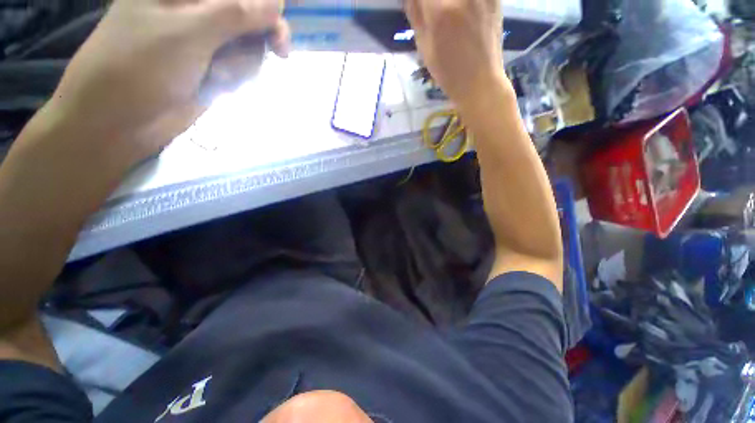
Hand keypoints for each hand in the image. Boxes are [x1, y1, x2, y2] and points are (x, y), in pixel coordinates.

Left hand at [49, 0, 289, 164]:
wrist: (120, 120)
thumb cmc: (139, 66)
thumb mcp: (188, 32)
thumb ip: (235, 14)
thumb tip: (277, 4)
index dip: (265, 6)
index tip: (281, 28)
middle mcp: (196, 10)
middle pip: (249, 16)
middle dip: (262, 35)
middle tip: (281, 52)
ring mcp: (204, 41)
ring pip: (249, 46)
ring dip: (243, 64)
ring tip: (216, 76)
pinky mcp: (210, 67)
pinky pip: (241, 67)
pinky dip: (236, 77)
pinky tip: (217, 84)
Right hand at [406, 0, 506, 108]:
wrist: (480, 82)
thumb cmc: (448, 72)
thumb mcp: (424, 48)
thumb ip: (416, 15)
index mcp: (440, 11)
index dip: (419, 0)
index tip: (417, 6)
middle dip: (433, 2)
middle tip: (432, 12)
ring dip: (446, 3)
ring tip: (445, 14)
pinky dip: (464, 4)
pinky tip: (462, 13)